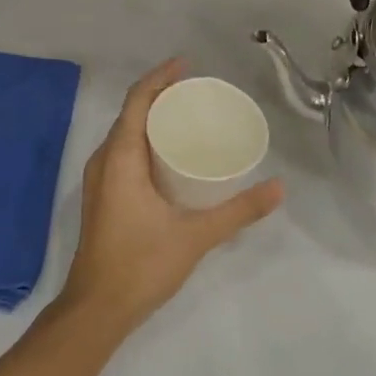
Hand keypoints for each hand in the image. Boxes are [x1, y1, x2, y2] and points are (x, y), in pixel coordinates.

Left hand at [56, 60, 283, 336]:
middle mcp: (103, 161)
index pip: (137, 100)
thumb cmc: (141, 265)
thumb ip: (238, 211)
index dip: (160, 77)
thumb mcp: (195, 235)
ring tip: (188, 118)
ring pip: (125, 135)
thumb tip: (279, 188)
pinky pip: (123, 153)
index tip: (187, 65)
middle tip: (197, 92)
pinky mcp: (103, 198)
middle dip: (161, 95)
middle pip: (131, 113)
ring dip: (152, 119)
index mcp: (120, 158)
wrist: (96, 310)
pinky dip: (145, 142)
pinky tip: (170, 157)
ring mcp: (99, 180)